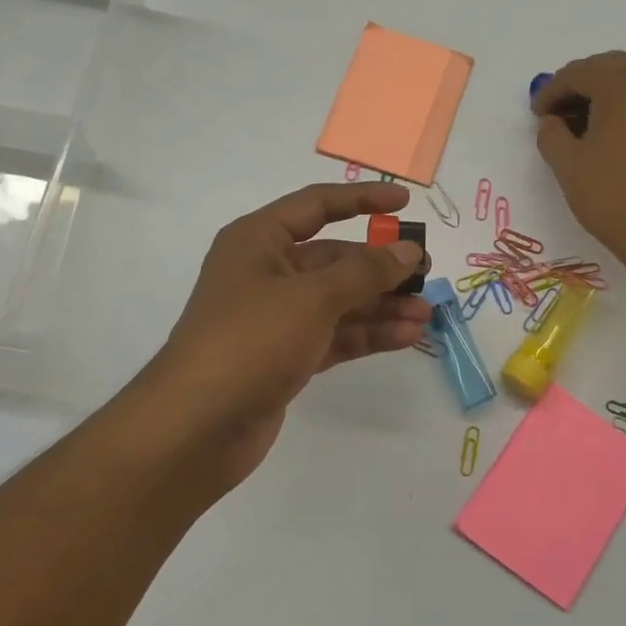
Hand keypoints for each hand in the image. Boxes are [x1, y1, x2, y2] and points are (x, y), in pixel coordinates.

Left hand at [107, 183, 429, 501]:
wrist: (198, 426)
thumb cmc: (251, 340)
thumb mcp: (312, 297)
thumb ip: (365, 272)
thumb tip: (408, 251)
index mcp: (259, 241)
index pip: (316, 206)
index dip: (362, 199)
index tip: (405, 202)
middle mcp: (267, 273)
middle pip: (335, 258)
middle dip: (381, 266)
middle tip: (426, 273)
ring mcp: (277, 318)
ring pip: (340, 301)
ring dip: (383, 305)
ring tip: (427, 312)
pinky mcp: (287, 356)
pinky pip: (337, 334)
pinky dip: (369, 334)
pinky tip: (407, 336)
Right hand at [532, 51, 625, 276]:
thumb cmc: (613, 197)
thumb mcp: (568, 166)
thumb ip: (550, 134)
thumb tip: (552, 121)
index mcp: (623, 86)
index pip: (578, 73)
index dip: (551, 90)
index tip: (535, 114)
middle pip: (607, 68)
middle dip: (577, 85)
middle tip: (553, 112)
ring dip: (600, 94)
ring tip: (575, 124)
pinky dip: (620, 106)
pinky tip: (603, 133)